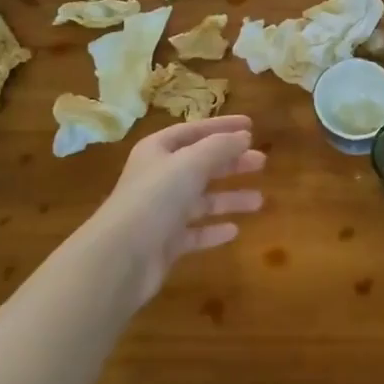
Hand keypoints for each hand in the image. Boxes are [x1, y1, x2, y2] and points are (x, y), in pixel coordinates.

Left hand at [85, 116, 265, 308]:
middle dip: (231, 163)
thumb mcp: (191, 163)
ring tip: (259, 201)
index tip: (251, 126)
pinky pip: (195, 232)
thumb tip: (244, 136)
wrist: (121, 257)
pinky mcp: (165, 243)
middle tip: (262, 162)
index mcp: (158, 151)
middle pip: (201, 165)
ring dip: (229, 198)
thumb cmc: (155, 198)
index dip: (222, 127)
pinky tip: (234, 230)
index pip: (194, 131)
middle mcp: (159, 178)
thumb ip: (220, 147)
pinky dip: (214, 230)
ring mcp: (161, 212)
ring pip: (202, 200)